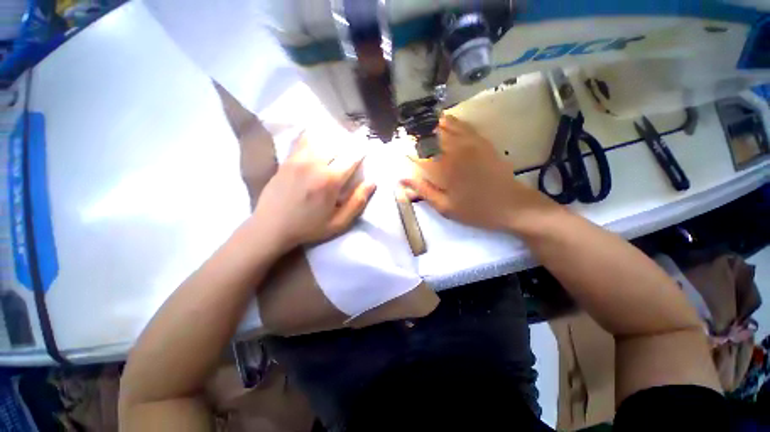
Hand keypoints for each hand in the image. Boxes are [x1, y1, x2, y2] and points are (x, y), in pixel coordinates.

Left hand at [254, 133, 375, 250]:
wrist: (271, 226)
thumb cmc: (308, 227)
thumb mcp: (338, 223)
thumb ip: (357, 202)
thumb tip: (372, 182)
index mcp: (330, 181)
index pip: (351, 158)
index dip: (361, 151)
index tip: (367, 148)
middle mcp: (315, 164)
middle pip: (337, 144)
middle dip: (349, 143)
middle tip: (355, 144)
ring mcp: (298, 159)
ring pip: (321, 138)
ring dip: (333, 139)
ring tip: (338, 141)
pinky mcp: (287, 159)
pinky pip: (303, 140)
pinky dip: (314, 136)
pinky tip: (318, 138)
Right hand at [401, 115, 553, 230]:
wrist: (512, 205)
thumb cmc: (475, 210)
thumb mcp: (445, 207)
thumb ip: (423, 190)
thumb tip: (401, 179)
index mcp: (444, 167)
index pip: (418, 152)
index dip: (407, 149)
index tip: (399, 149)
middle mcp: (455, 150)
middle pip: (431, 134)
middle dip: (417, 131)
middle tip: (408, 132)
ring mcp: (470, 143)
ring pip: (446, 126)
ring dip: (432, 123)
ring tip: (421, 122)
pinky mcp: (482, 142)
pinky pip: (464, 125)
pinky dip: (451, 121)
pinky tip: (444, 119)